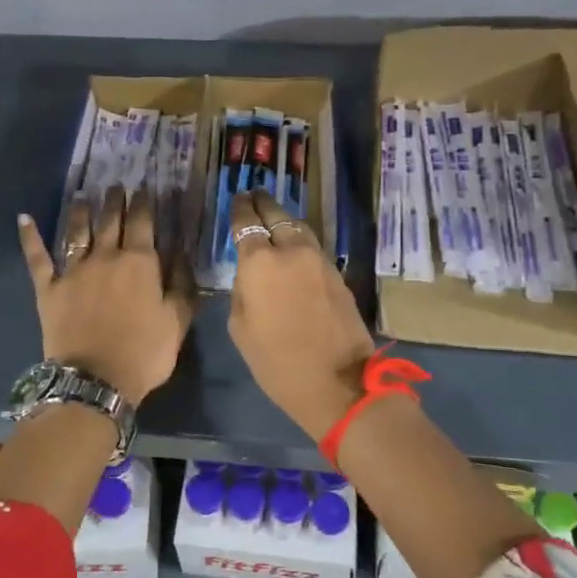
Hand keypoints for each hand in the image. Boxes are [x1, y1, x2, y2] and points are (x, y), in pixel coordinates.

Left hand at [18, 188, 192, 405]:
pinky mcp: (49, 287)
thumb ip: (182, 284)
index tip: (147, 188)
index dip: (145, 202)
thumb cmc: (144, 353)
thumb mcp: (177, 321)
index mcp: (139, 262)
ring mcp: (74, 270)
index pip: (143, 222)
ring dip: (80, 211)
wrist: (95, 380)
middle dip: (115, 200)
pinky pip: (38, 257)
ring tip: (82, 194)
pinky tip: (24, 218)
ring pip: (77, 231)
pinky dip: (30, 237)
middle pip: (110, 220)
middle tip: (116, 185)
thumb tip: (182, 253)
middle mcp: (106, 256)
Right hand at [227, 190, 375, 439]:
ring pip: (299, 228)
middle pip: (276, 215)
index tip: (237, 199)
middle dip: (263, 203)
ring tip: (274, 218)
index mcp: (259, 262)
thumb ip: (243, 291)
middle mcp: (291, 250)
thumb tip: (251, 276)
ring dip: (284, 220)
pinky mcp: (337, 274)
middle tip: (254, 195)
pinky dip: (300, 240)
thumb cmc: (277, 362)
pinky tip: (293, 247)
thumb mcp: (241, 329)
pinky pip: (313, 247)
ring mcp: (319, 260)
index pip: (246, 223)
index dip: (240, 208)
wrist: (338, 382)